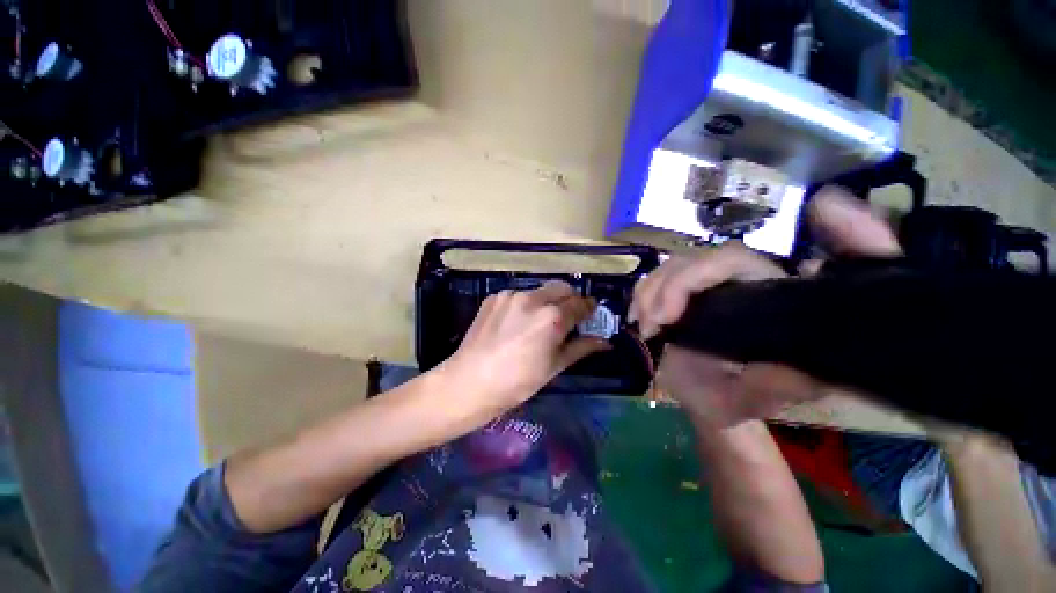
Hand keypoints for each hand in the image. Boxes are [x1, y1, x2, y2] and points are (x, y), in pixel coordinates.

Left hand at [438, 281, 609, 424]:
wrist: (470, 381)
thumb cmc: (517, 382)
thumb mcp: (554, 367)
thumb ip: (581, 348)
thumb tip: (605, 342)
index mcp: (552, 317)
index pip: (580, 304)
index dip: (589, 309)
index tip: (590, 314)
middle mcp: (533, 299)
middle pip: (562, 288)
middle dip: (570, 299)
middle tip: (568, 317)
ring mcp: (511, 295)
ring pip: (540, 290)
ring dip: (547, 301)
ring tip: (538, 322)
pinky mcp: (494, 297)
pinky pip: (518, 295)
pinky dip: (525, 305)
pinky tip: (516, 323)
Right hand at [631, 242, 821, 427]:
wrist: (711, 399)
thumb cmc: (735, 400)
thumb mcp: (754, 398)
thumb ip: (771, 384)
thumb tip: (785, 360)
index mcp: (763, 295)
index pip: (729, 260)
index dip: (690, 278)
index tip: (666, 318)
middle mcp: (734, 280)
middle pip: (689, 261)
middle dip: (659, 291)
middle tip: (649, 329)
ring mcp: (703, 284)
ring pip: (667, 269)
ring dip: (646, 295)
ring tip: (644, 329)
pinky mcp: (681, 293)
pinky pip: (654, 281)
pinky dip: (641, 298)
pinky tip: (639, 320)